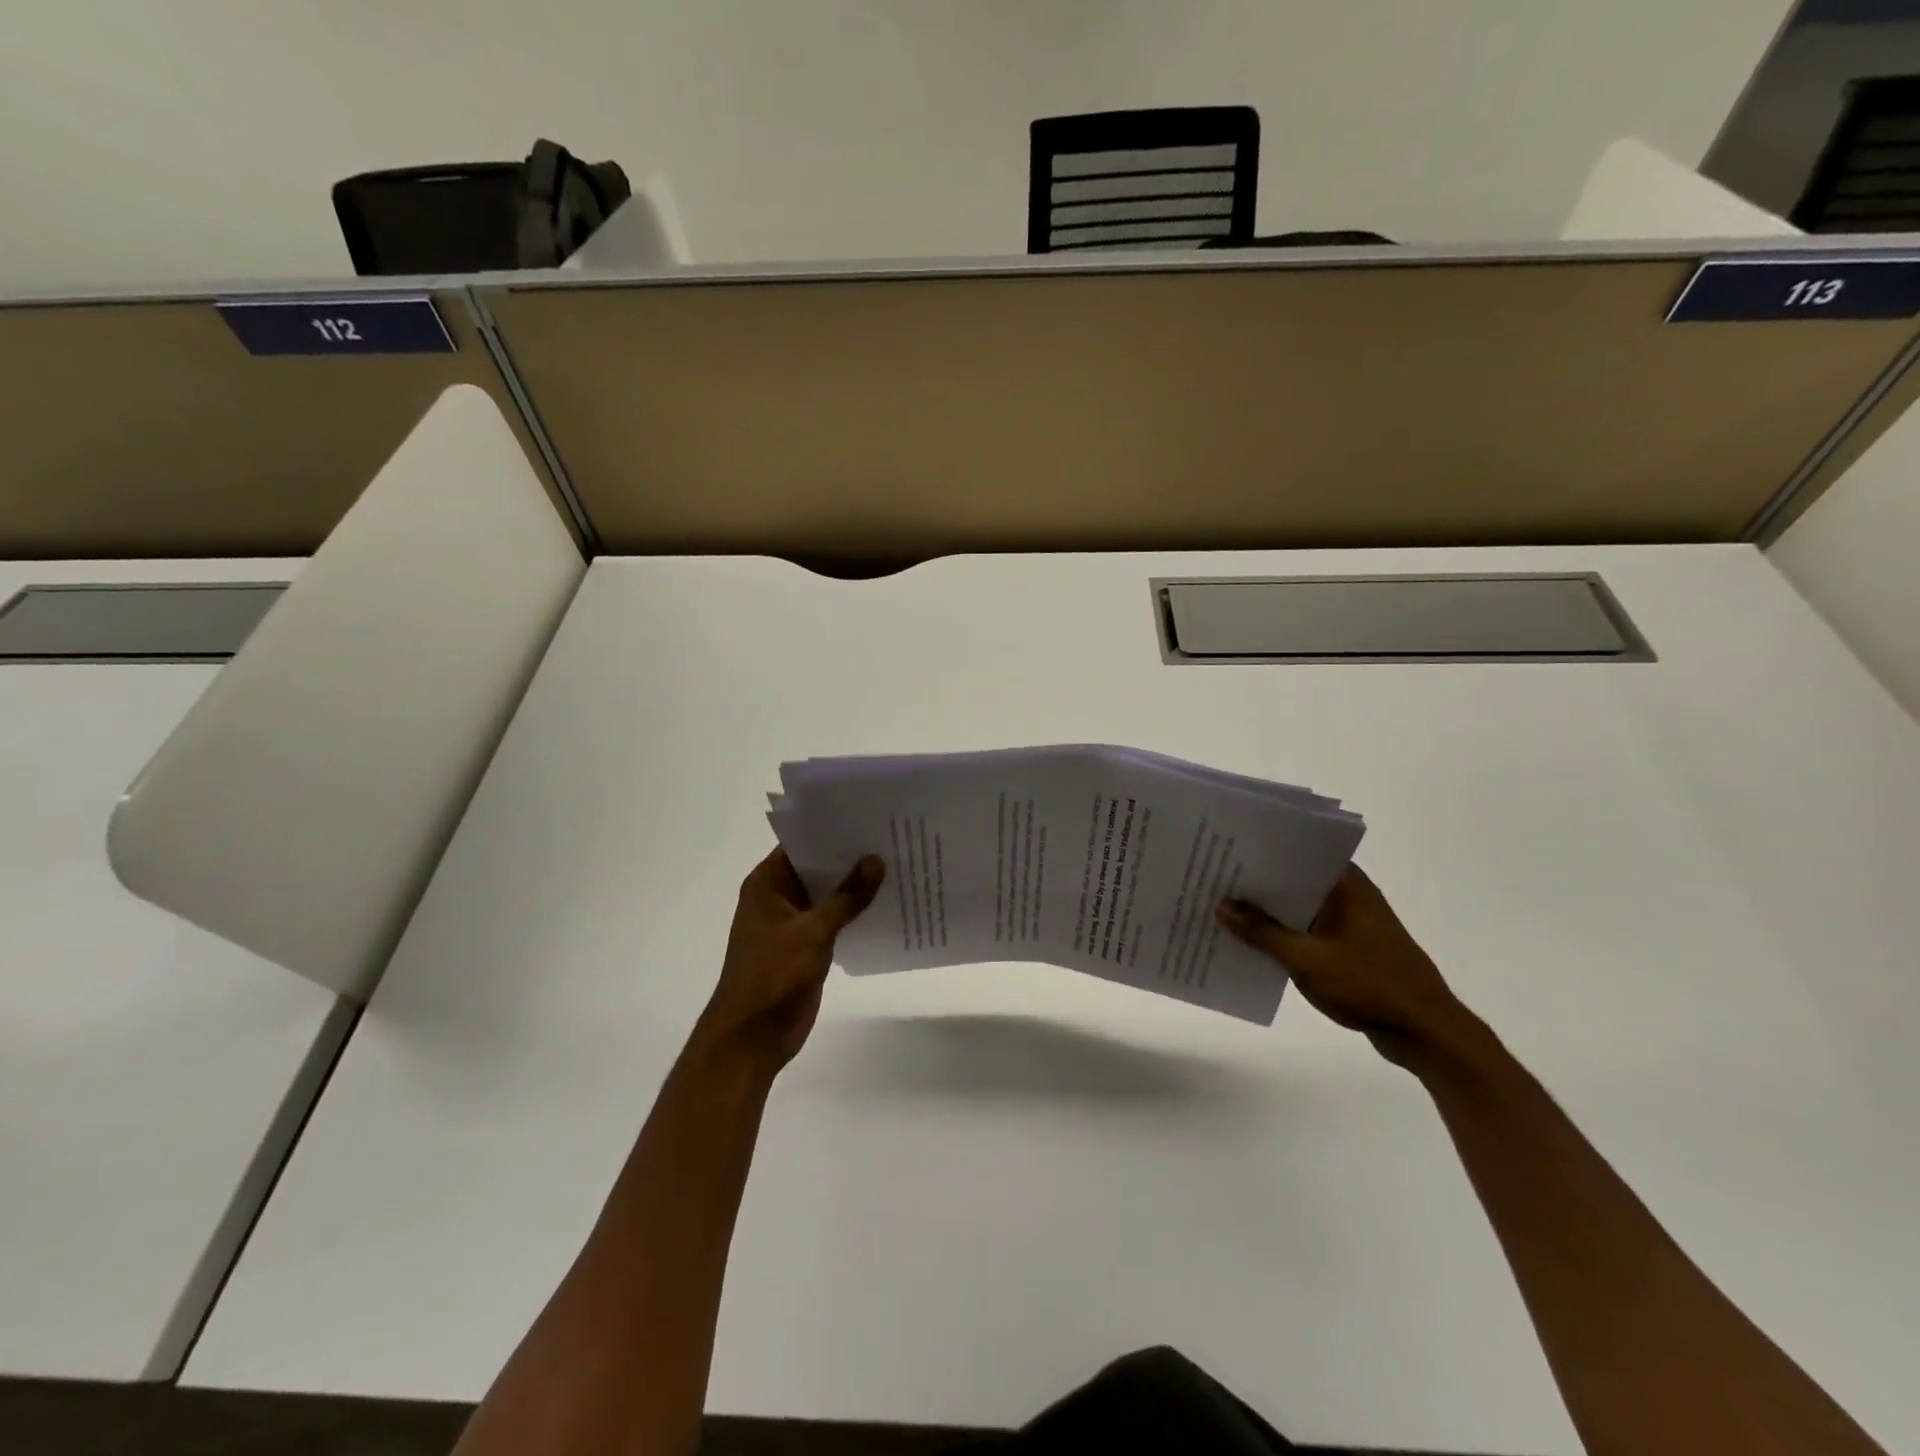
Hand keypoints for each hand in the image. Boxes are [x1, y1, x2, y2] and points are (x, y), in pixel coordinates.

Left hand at [695, 847, 884, 1073]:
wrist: (752, 1037)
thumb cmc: (773, 975)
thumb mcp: (813, 931)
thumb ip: (847, 897)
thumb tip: (877, 860)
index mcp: (767, 884)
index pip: (802, 843)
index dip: (832, 829)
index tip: (869, 816)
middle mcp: (778, 897)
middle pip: (818, 867)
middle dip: (851, 856)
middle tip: (893, 837)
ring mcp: (792, 923)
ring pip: (829, 895)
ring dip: (856, 886)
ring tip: (898, 864)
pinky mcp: (806, 946)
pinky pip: (834, 920)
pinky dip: (855, 913)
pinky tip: (888, 904)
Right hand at [1216, 865, 1479, 1069]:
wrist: (1425, 1033)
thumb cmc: (1368, 984)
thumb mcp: (1306, 958)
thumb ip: (1261, 931)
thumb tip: (1221, 905)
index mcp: (1345, 883)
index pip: (1296, 852)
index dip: (1259, 850)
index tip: (1224, 849)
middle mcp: (1348, 894)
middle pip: (1293, 879)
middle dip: (1256, 883)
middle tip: (1211, 878)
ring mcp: (1350, 922)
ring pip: (1298, 907)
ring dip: (1268, 911)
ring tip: (1222, 908)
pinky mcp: (1349, 947)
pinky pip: (1307, 930)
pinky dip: (1283, 933)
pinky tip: (1251, 942)